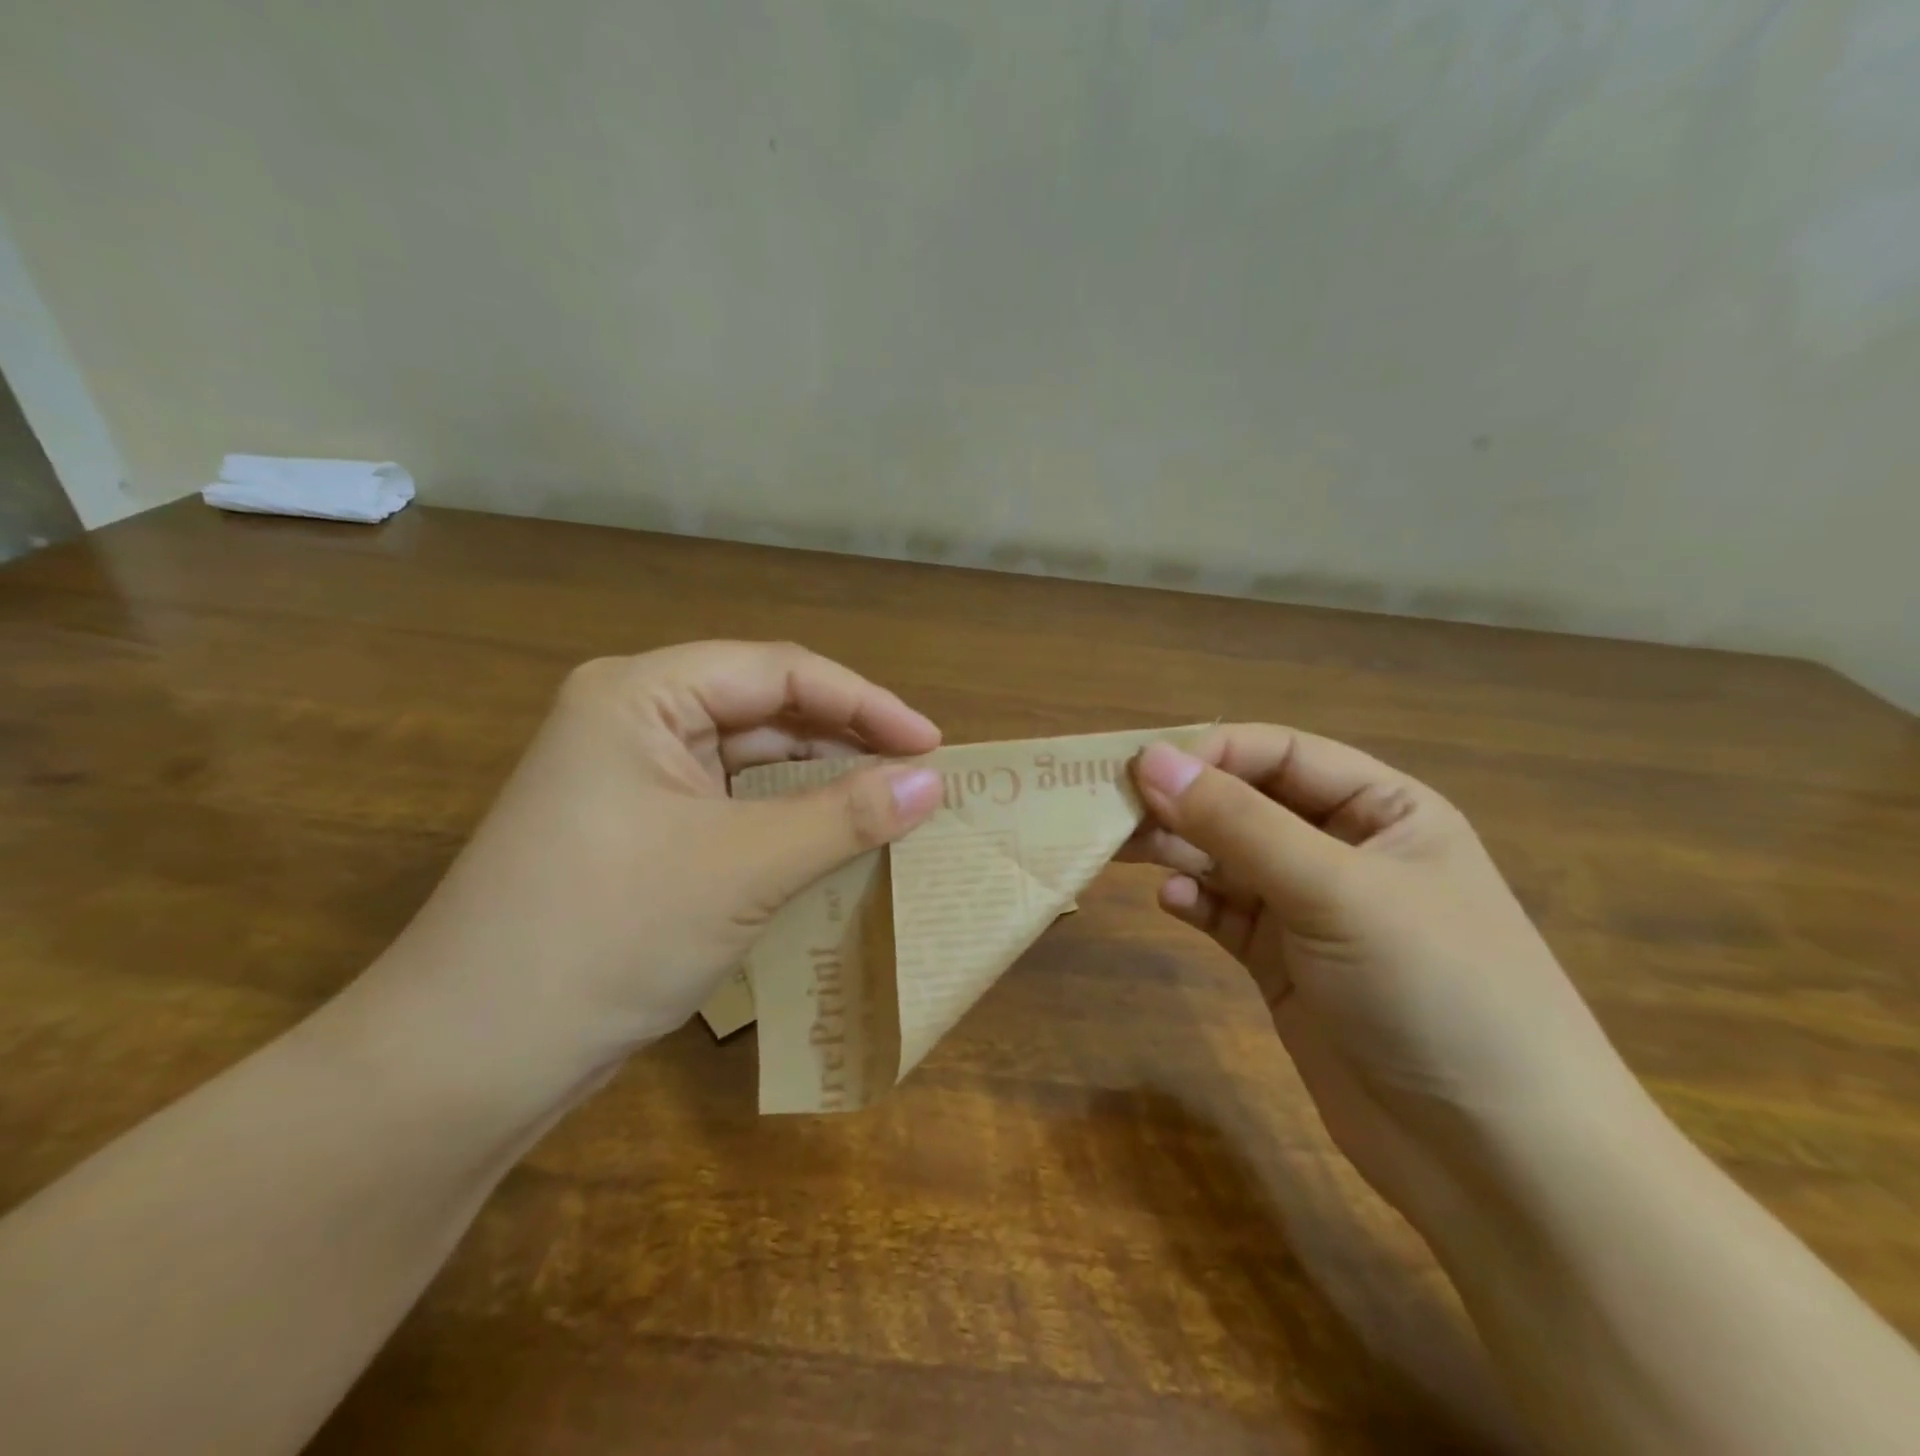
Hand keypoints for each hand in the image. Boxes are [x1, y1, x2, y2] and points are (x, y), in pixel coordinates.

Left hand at [373, 641, 944, 1079]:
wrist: (471, 1060)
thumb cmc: (608, 934)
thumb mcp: (744, 867)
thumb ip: (846, 816)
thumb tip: (935, 781)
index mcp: (642, 694)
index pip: (778, 671)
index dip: (864, 702)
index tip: (931, 744)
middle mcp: (634, 720)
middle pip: (765, 710)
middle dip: (845, 741)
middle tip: (919, 777)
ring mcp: (634, 779)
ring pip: (751, 761)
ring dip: (819, 783)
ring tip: (891, 807)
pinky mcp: (641, 832)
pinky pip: (732, 806)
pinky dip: (786, 821)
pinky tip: (833, 840)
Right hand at [1126, 729, 1648, 1225]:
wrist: (1496, 1161)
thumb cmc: (1435, 991)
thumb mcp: (1335, 891)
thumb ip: (1237, 822)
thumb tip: (1149, 760)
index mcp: (1382, 810)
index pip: (1280, 754)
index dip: (1210, 753)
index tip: (1139, 770)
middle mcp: (1344, 850)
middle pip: (1244, 804)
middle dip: (1182, 802)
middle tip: (1109, 809)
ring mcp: (1311, 911)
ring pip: (1226, 858)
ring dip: (1176, 849)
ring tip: (1119, 849)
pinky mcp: (1284, 965)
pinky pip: (1225, 913)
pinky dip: (1195, 902)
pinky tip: (1171, 904)